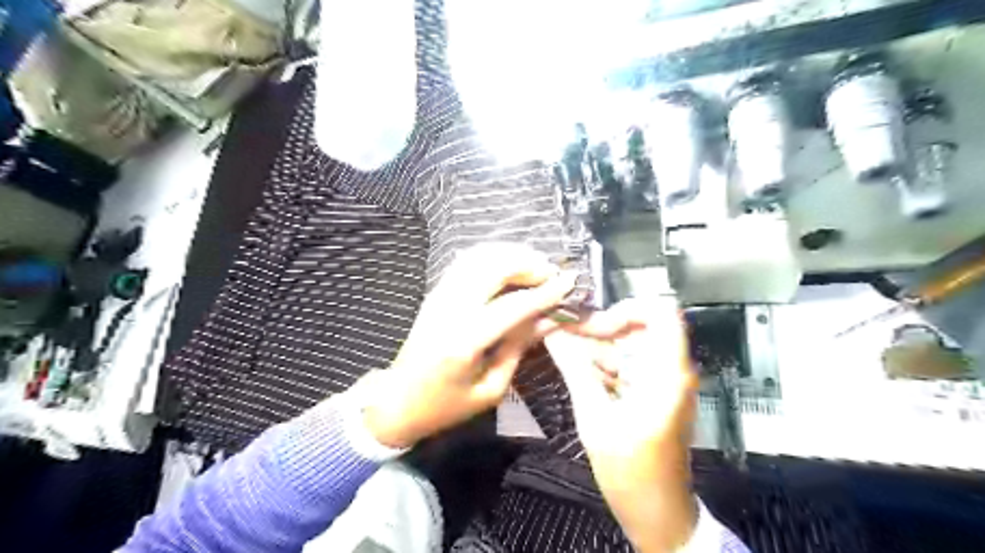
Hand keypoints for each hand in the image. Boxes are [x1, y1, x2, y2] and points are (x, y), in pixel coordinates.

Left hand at [362, 243, 577, 447]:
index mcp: (464, 341)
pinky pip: (467, 262)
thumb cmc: (446, 405)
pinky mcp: (435, 292)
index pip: (512, 306)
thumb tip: (550, 319)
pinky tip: (510, 266)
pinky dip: (493, 257)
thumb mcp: (490, 388)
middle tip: (552, 274)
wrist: (397, 400)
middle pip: (493, 267)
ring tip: (535, 268)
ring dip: (511, 255)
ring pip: (479, 257)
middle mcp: (449, 309)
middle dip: (528, 264)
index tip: (571, 281)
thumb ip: (519, 347)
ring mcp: (439, 295)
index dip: (545, 292)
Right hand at [547, 300, 698, 549]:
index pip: (659, 312)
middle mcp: (670, 369)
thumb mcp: (595, 418)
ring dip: (595, 346)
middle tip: (562, 334)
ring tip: (560, 348)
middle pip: (637, 327)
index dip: (625, 309)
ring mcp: (662, 380)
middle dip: (599, 329)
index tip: (593, 325)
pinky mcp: (652, 391)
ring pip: (628, 345)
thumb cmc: (630, 471)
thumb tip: (551, 333)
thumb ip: (574, 369)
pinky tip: (576, 368)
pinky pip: (626, 364)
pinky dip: (601, 363)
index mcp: (666, 372)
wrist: (657, 513)